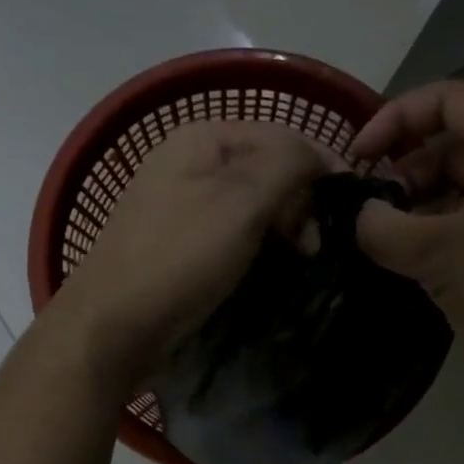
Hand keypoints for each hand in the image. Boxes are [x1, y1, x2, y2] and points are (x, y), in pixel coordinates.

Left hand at [47, 119, 335, 392]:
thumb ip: (289, 165)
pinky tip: (270, 267)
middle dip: (301, 203)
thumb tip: (321, 158)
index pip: (283, 137)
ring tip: (299, 260)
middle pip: (269, 169)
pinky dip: (259, 246)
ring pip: (254, 204)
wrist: (112, 326)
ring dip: (284, 228)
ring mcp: (183, 203)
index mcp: (202, 138)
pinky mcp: (182, 242)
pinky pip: (234, 232)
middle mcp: (191, 161)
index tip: (352, 212)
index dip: (322, 168)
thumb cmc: (179, 257)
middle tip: (314, 247)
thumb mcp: (241, 202)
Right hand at [352, 81, 463, 384]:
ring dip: (423, 206)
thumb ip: (383, 227)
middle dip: (406, 171)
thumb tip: (360, 216)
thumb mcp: (436, 255)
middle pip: (456, 144)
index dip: (396, 118)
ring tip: (389, 241)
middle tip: (372, 211)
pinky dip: (448, 228)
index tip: (360, 156)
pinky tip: (420, 262)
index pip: (449, 99)